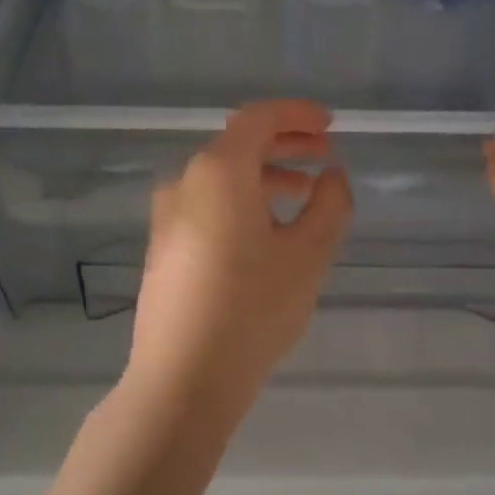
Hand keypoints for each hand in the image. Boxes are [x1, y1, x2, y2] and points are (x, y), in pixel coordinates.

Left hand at [127, 100, 352, 422]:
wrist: (183, 379)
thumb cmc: (253, 310)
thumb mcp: (308, 256)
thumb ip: (330, 205)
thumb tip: (332, 176)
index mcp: (218, 173)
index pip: (258, 119)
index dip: (297, 115)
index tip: (331, 125)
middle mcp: (184, 184)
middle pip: (238, 147)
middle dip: (285, 147)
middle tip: (325, 158)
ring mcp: (167, 219)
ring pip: (222, 180)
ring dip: (265, 179)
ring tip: (304, 198)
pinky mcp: (163, 250)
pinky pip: (207, 208)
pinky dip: (241, 204)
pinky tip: (266, 235)